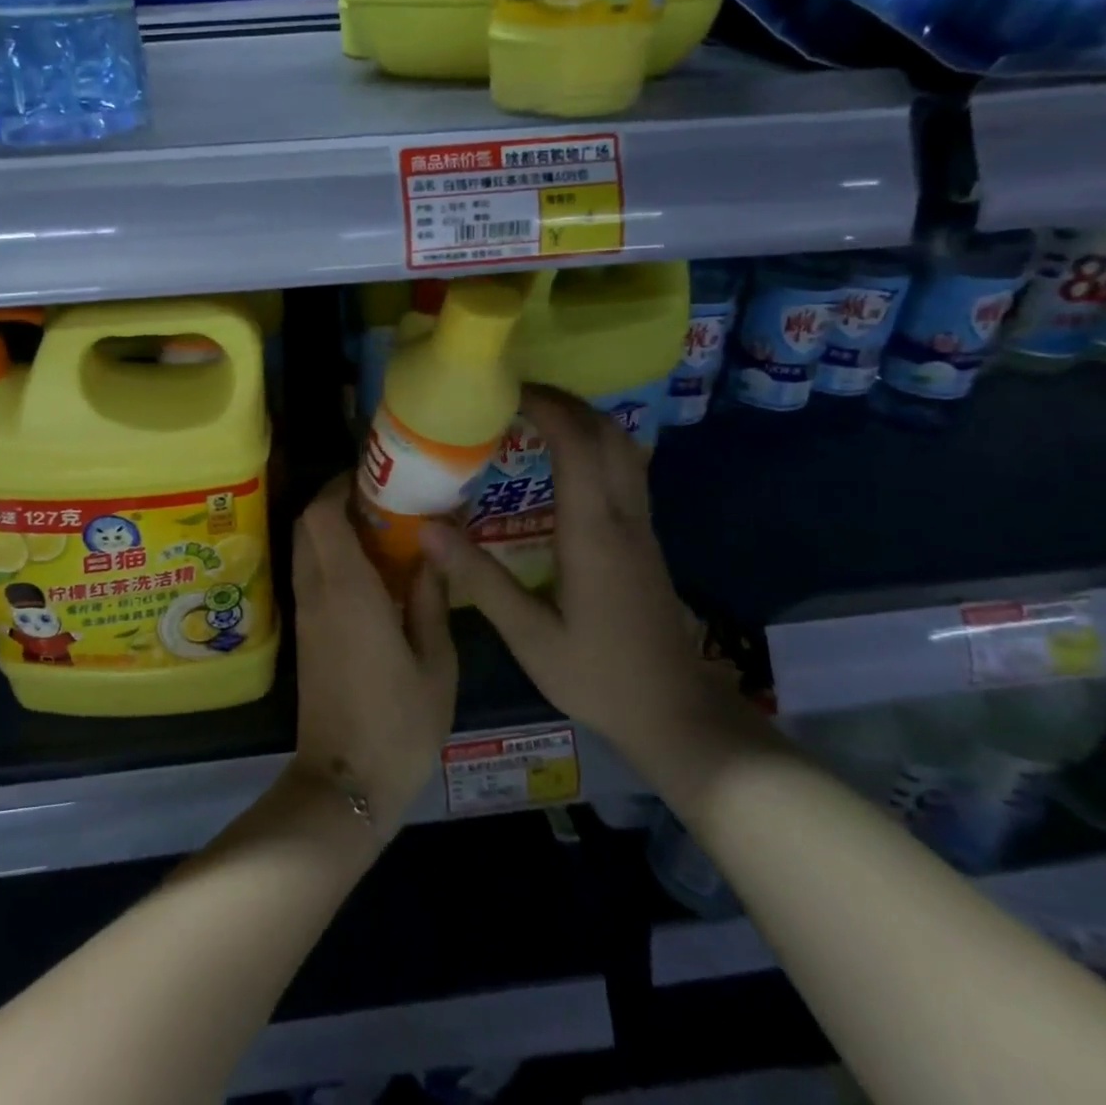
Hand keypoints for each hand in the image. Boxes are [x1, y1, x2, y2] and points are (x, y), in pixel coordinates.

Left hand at [289, 474, 457, 830]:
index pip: (322, 515)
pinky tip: (369, 569)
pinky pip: (310, 573)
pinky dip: (329, 556)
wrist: (345, 783)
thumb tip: (434, 550)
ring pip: (306, 548)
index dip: (339, 486)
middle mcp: (317, 592)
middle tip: (381, 498)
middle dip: (335, 500)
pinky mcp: (304, 633)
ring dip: (331, 527)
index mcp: (348, 590)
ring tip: (380, 527)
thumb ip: (430, 600)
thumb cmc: (399, 725)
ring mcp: (305, 613)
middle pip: (308, 524)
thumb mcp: (435, 663)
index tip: (372, 475)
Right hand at [416, 385, 718, 756]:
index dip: (545, 407)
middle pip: (607, 433)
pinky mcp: (644, 539)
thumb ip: (479, 579)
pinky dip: (593, 445)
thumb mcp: (529, 637)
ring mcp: (641, 526)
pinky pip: (624, 469)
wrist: (679, 715)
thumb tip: (427, 529)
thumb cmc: (600, 677)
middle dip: (564, 402)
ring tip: (532, 417)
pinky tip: (559, 461)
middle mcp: (624, 517)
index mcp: (594, 533)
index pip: (577, 445)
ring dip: (582, 419)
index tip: (504, 390)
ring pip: (623, 447)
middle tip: (513, 395)